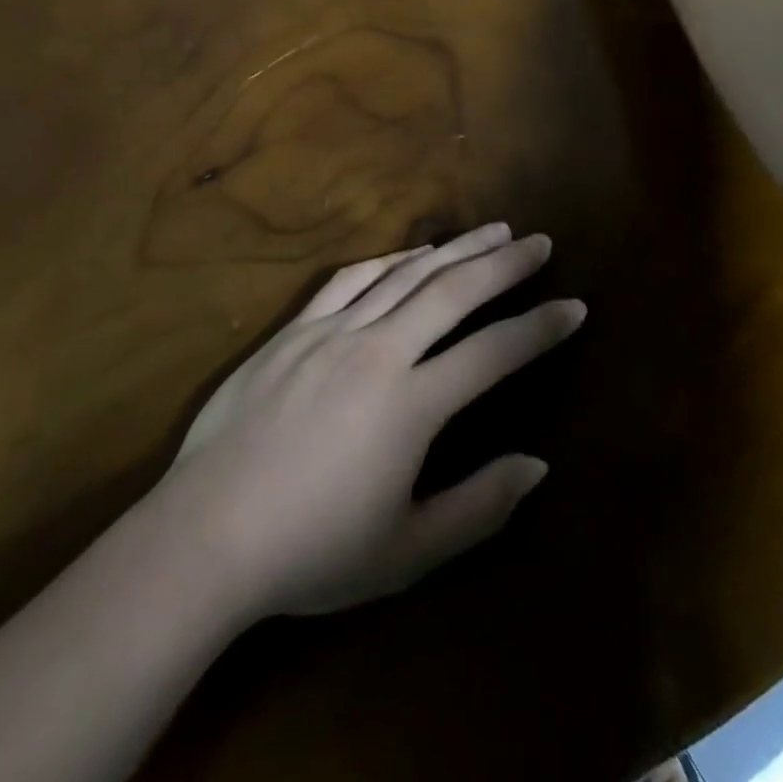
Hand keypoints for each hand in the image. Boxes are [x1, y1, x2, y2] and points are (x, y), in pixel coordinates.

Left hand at [158, 223, 582, 619]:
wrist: (208, 532)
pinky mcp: (295, 329)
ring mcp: (333, 332)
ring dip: (453, 249)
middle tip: (540, 242)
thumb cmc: (312, 550)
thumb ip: (478, 507)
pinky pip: (350, 279)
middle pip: (454, 292)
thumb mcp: (407, 550)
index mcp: (412, 404)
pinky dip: (389, 262)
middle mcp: (379, 350)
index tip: (574, 306)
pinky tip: (410, 255)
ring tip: (490, 231)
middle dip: (504, 264)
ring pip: (406, 275)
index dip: (540, 328)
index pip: (494, 353)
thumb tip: (537, 465)